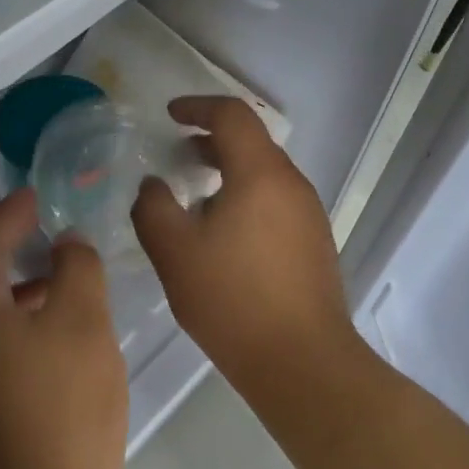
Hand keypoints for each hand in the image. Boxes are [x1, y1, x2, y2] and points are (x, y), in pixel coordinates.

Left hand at [0, 189, 128, 468]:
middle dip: (4, 245)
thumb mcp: (83, 317)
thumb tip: (67, 243)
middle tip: (40, 224)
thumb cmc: (65, 398)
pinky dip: (16, 317)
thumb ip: (76, 267)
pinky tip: (54, 326)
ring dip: (13, 283)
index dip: (8, 215)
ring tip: (56, 271)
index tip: (35, 195)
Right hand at [131, 97, 358, 381]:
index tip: (170, 115)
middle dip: (211, 140)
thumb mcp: (175, 253)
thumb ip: (153, 209)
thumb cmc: (233, 300)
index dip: (198, 107)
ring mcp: (309, 214)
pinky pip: (275, 201)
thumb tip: (153, 185)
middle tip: (177, 153)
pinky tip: (224, 233)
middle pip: (252, 143)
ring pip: (265, 174)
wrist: (302, 361)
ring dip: (229, 171)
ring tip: (195, 196)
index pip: (232, 116)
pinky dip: (246, 197)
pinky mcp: (315, 242)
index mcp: (261, 174)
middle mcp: (292, 184)